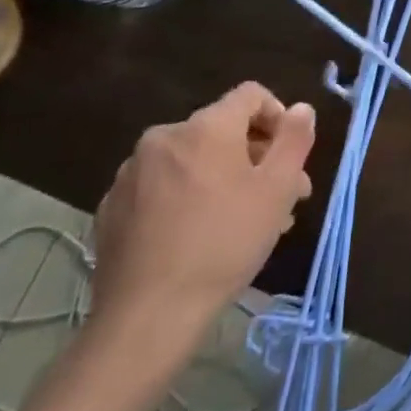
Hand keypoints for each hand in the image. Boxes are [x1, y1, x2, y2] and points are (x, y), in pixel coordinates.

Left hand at [89, 83, 315, 363]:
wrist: (148, 315)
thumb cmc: (225, 242)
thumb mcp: (278, 189)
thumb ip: (294, 139)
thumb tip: (300, 109)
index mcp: (205, 127)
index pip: (251, 95)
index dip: (279, 117)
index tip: (291, 158)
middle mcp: (163, 138)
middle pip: (223, 131)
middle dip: (257, 158)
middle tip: (281, 199)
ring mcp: (131, 174)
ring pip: (194, 162)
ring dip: (225, 180)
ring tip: (245, 223)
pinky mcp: (110, 209)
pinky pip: (163, 188)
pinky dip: (188, 199)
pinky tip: (200, 237)